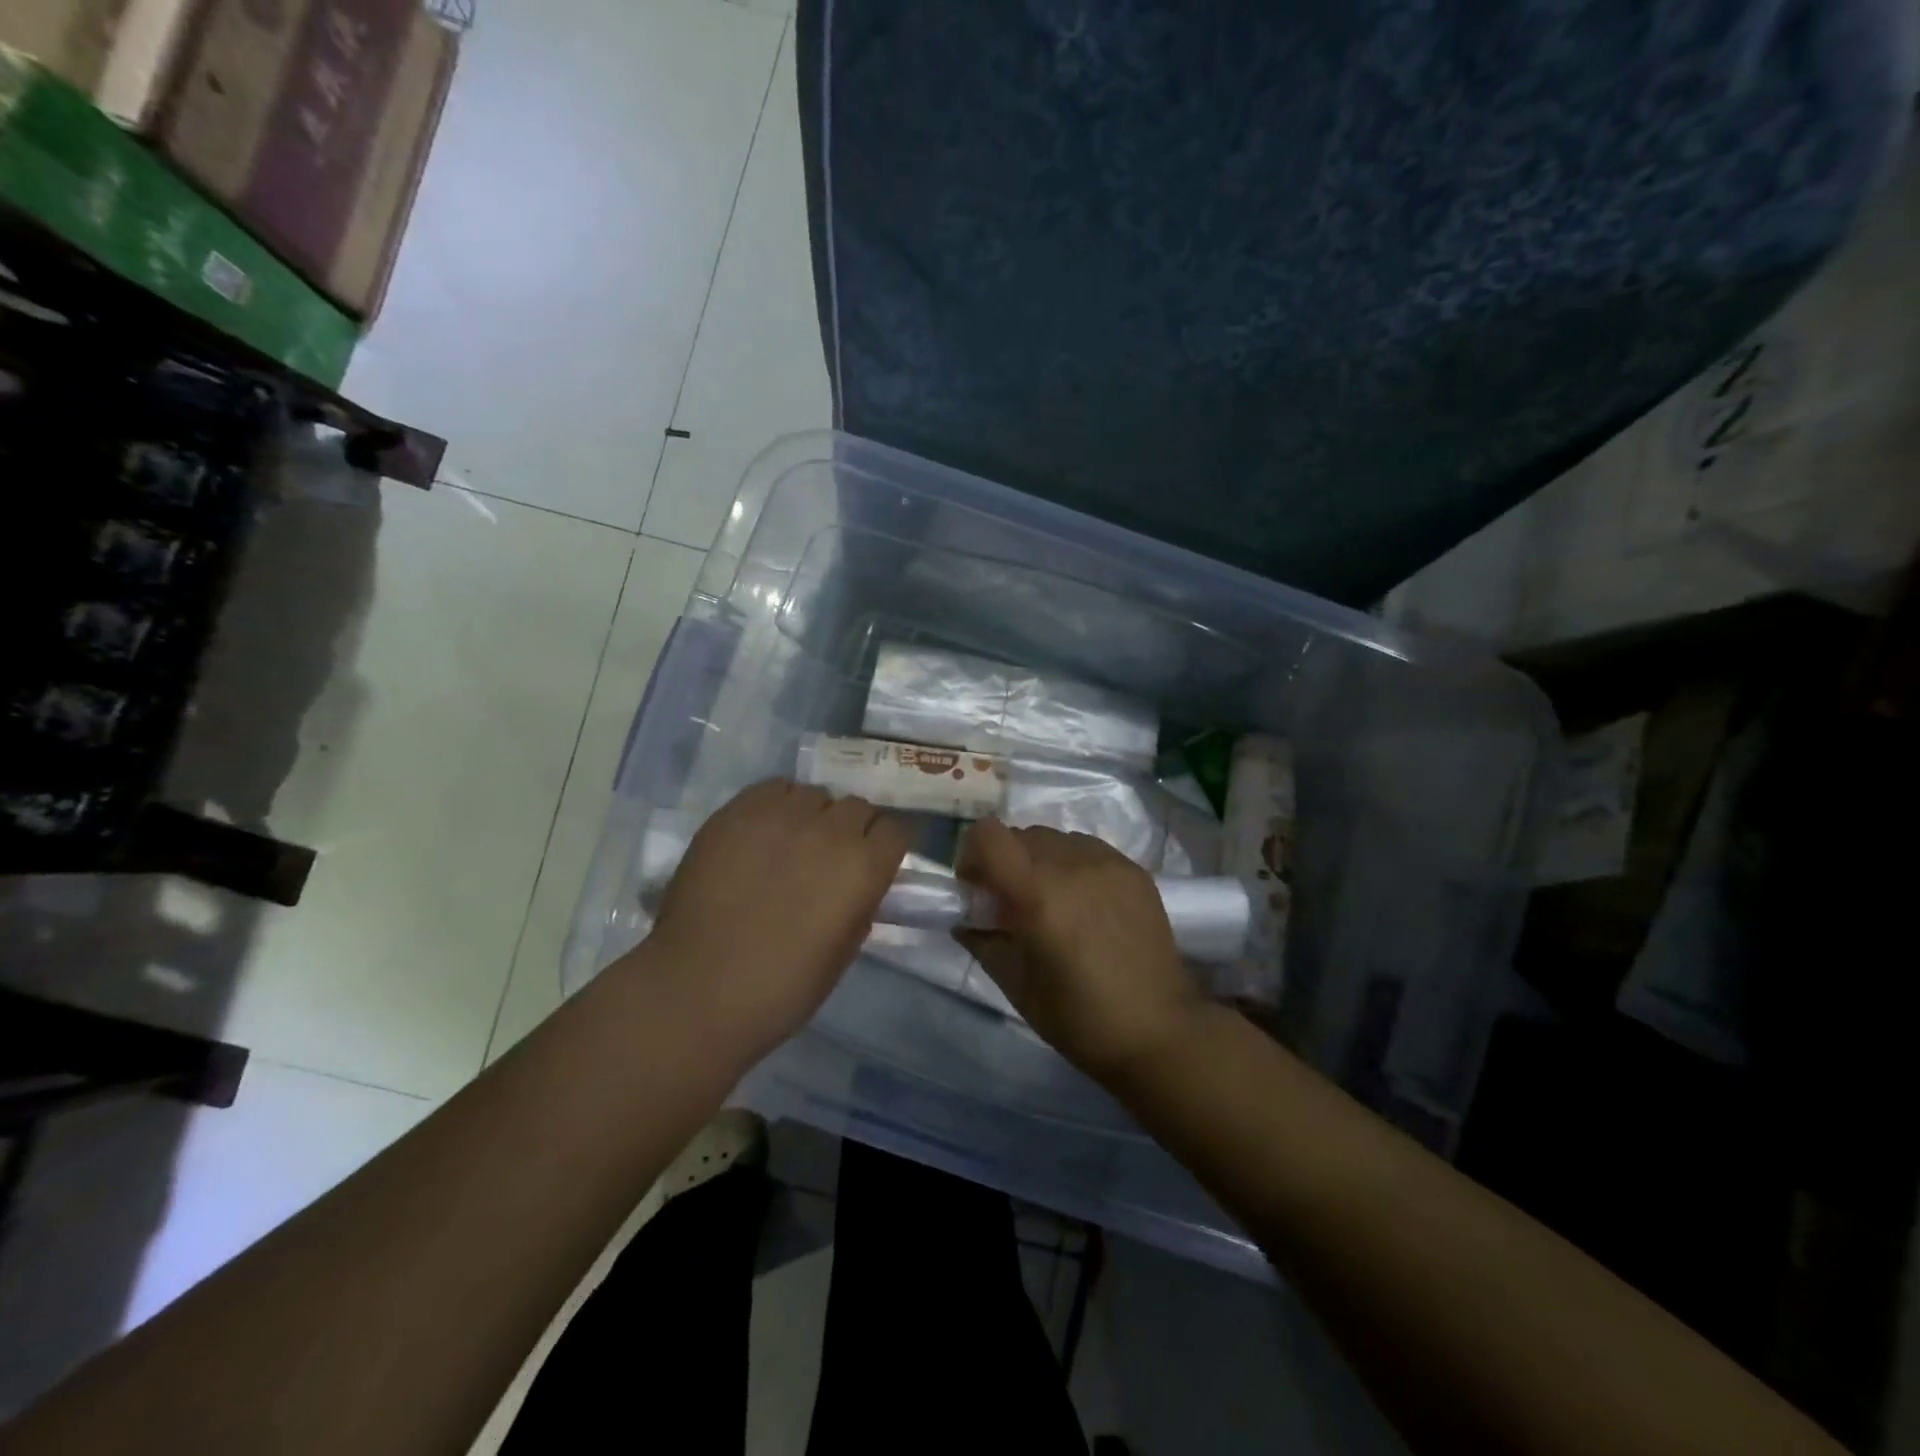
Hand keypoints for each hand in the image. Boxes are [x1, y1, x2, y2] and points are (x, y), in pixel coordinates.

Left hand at [643, 780, 910, 1062]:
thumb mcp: (843, 952)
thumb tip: (859, 882)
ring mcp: (782, 815)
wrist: (697, 991)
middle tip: (830, 856)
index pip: (895, 830)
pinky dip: (778, 804)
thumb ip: (859, 904)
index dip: (883, 846)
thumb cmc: (781, 989)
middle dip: (852, 829)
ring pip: (815, 794)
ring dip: (814, 815)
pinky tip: (763, 832)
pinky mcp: (738, 811)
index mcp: (863, 868)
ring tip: (793, 842)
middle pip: (857, 807)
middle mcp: (830, 830)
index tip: (872, 861)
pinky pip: (773, 788)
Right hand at [955, 818, 1205, 1083]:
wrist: (1160, 1031)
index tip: (977, 889)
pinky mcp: (1134, 870)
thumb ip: (983, 941)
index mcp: (1038, 894)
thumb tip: (965, 917)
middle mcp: (1072, 864)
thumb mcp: (1017, 986)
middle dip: (1005, 862)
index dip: (972, 855)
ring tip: (1053, 904)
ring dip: (1041, 861)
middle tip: (1012, 904)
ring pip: (1055, 838)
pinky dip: (1073, 865)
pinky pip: (1088, 849)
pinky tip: (1086, 905)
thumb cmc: (1080, 1019)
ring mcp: (1108, 863)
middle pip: (1020, 834)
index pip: (988, 834)